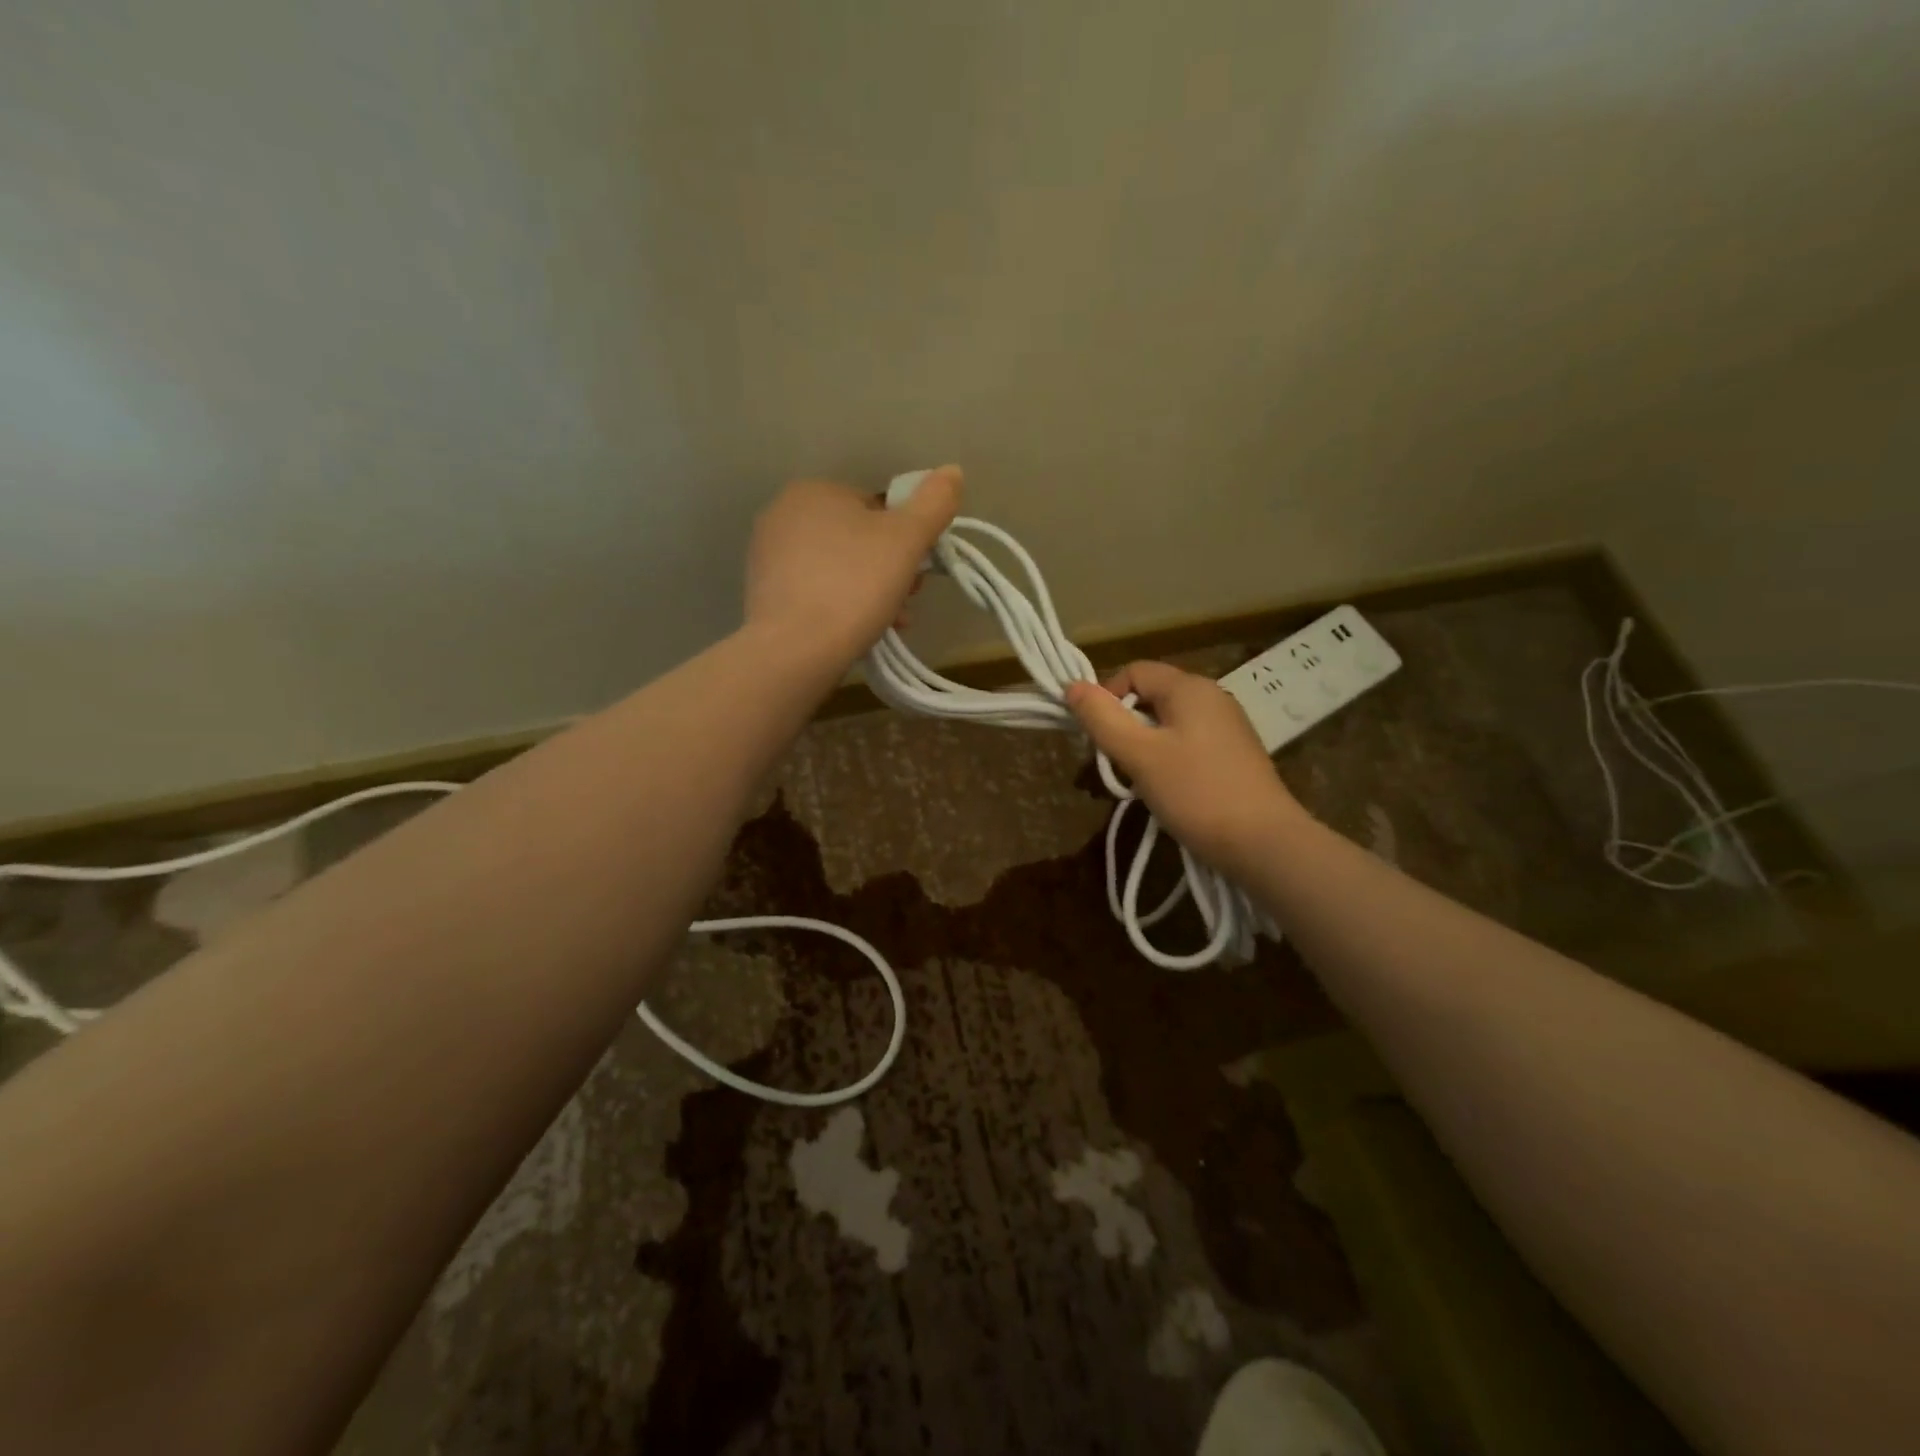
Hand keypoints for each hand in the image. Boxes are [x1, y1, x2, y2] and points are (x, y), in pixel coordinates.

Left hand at [744, 468, 961, 664]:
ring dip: (869, 592)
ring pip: (837, 569)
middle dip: (888, 569)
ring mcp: (767, 556)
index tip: (918, 572)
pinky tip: (857, 633)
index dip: (906, 539)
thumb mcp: (906, 540)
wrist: (795, 649)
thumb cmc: (855, 584)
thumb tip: (952, 472)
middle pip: (856, 540)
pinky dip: (840, 607)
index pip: (876, 507)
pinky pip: (815, 592)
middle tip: (907, 601)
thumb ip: (933, 503)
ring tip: (890, 623)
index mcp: (814, 491)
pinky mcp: (763, 594)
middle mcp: (783, 514)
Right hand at [1064, 661, 1308, 875]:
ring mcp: (1228, 726)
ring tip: (1139, 781)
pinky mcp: (1234, 755)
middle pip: (1151, 695)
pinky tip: (1168, 789)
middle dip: (1124, 724)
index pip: (1133, 671)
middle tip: (1114, 763)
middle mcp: (1212, 697)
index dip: (1106, 696)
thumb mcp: (1139, 755)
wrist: (1264, 843)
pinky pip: (1188, 743)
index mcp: (1189, 688)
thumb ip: (1102, 719)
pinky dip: (1168, 758)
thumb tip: (1072, 686)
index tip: (1095, 736)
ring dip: (1144, 745)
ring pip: (1168, 722)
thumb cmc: (1196, 793)